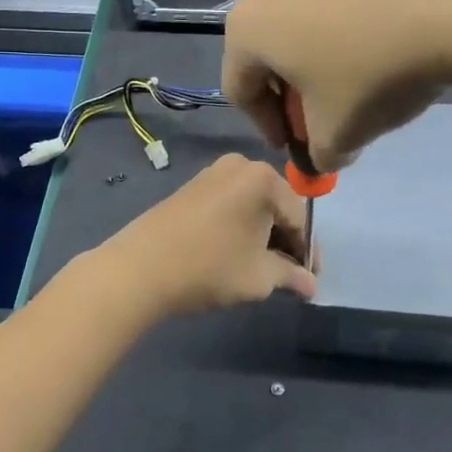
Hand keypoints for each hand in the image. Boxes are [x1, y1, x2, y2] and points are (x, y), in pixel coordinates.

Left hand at [91, 154, 316, 317]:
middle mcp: (241, 165)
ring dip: (264, 235)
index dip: (308, 252)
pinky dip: (241, 226)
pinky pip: (231, 204)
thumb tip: (311, 286)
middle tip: (290, 277)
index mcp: (264, 179)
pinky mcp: (193, 186)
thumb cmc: (209, 267)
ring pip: (253, 205)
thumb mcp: (259, 277)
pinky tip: (237, 253)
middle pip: (277, 206)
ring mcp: (214, 172)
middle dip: (287, 241)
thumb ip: (291, 277)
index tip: (311, 281)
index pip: (300, 218)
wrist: (140, 267)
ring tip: (264, 269)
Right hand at [223, 0, 451, 171]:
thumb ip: (319, 154)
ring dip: (318, 64)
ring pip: (301, 28)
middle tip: (323, 120)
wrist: (449, 5)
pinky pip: (333, 6)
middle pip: (268, 55)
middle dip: (292, 95)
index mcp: (247, 28)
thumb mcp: (339, 134)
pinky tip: (379, 53)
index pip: (240, 90)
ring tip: (355, 88)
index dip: (266, 127)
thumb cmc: (373, 74)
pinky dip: (344, 35)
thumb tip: (325, 154)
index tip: (297, 148)